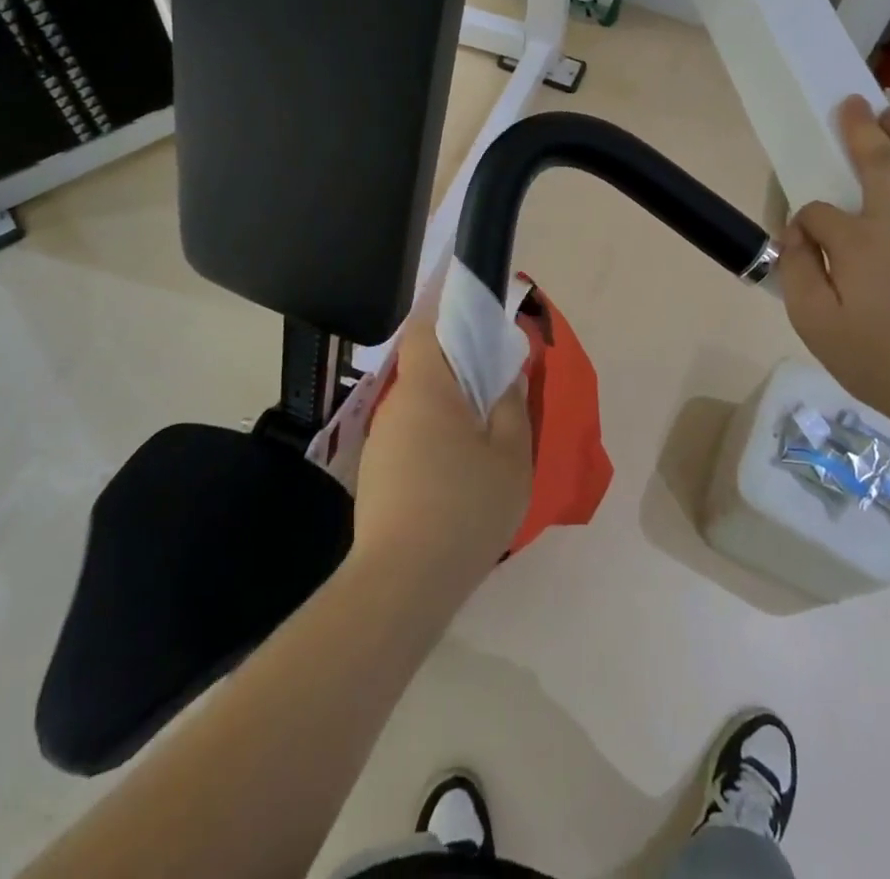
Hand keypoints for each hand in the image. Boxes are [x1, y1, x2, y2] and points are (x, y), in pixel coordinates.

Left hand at [352, 312, 533, 608]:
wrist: (402, 583)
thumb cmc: (465, 507)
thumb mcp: (511, 455)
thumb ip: (513, 405)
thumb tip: (508, 372)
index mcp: (426, 388)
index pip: (425, 326)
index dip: (444, 308)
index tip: (470, 306)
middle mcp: (396, 405)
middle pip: (425, 366)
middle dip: (457, 364)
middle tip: (494, 379)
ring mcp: (381, 440)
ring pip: (419, 404)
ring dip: (447, 405)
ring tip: (483, 430)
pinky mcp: (376, 474)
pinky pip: (410, 436)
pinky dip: (434, 437)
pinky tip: (457, 472)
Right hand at [779, 97, 889, 434]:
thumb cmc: (876, 359)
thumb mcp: (814, 322)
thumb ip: (798, 269)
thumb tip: (798, 234)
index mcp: (858, 241)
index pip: (819, 211)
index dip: (804, 222)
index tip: (802, 245)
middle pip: (879, 163)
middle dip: (861, 129)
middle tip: (854, 102)